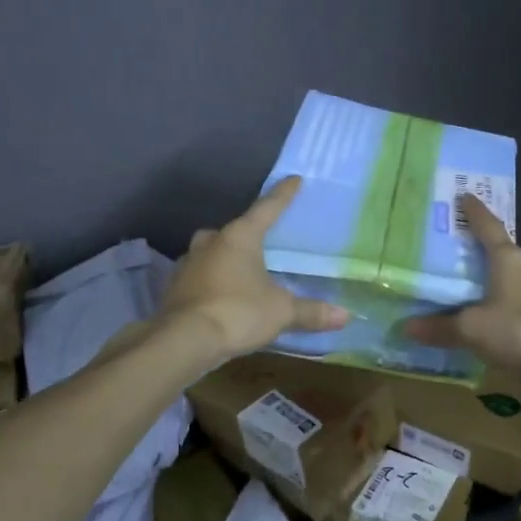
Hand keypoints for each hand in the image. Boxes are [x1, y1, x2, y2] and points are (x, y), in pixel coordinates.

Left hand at [158, 176, 347, 362]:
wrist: (183, 341)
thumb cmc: (238, 312)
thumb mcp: (281, 312)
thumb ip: (311, 311)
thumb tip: (345, 315)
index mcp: (240, 237)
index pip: (267, 209)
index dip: (283, 195)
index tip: (294, 179)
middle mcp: (211, 243)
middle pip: (232, 230)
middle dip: (245, 234)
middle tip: (260, 243)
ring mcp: (188, 264)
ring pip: (210, 252)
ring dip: (224, 259)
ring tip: (241, 273)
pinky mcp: (174, 288)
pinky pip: (199, 277)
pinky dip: (211, 281)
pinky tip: (221, 296)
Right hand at [403, 195, 520, 380]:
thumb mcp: (473, 330)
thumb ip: (441, 327)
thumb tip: (407, 327)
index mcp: (509, 258)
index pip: (487, 227)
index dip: (474, 212)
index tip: (465, 196)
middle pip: (506, 254)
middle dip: (488, 256)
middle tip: (467, 260)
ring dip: (505, 283)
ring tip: (485, 294)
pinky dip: (519, 305)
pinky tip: (510, 321)